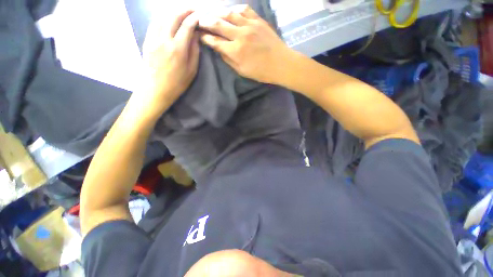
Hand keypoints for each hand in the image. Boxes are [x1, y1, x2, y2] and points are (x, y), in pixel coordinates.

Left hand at [142, 10, 199, 112]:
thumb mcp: (192, 70)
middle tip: (192, 10)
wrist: (156, 88)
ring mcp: (153, 38)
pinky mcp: (147, 40)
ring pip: (162, 16)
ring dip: (173, 12)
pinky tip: (168, 19)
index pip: (187, 26)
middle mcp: (164, 39)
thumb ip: (194, 51)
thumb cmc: (177, 82)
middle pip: (173, 16)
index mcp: (178, 49)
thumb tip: (196, 36)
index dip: (194, 18)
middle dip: (184, 10)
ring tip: (181, 13)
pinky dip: (163, 17)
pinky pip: (155, 23)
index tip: (199, 16)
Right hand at [198, 5, 293, 83]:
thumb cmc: (261, 72)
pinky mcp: (258, 21)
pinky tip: (231, 11)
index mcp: (236, 51)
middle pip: (218, 24)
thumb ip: (229, 60)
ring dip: (218, 12)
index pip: (215, 41)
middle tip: (199, 20)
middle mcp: (240, 35)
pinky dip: (235, 9)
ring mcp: (250, 25)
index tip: (200, 36)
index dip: (206, 38)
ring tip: (212, 13)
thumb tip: (219, 49)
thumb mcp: (242, 71)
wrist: (281, 63)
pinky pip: (244, 10)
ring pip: (229, 13)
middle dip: (206, 21)